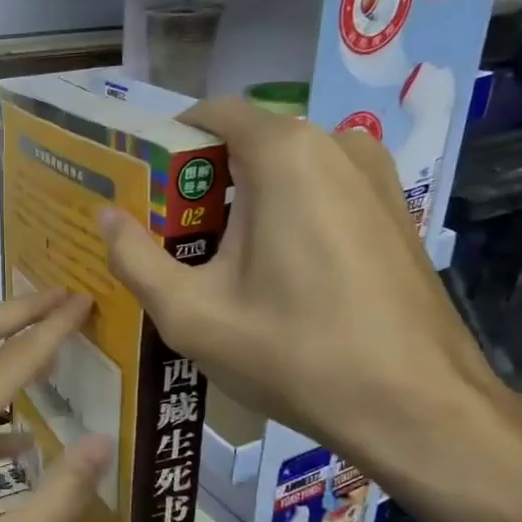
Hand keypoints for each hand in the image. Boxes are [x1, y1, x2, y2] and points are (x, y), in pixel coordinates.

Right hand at [99, 98, 504, 475]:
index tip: (143, 191)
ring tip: (219, 263)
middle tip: (172, 239)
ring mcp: (376, 174)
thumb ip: (134, 257)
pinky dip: (287, 214)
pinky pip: (322, 190)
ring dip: (245, 201)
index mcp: (284, 153)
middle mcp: (337, 144)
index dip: (168, 145)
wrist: (417, 408)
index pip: (210, 113)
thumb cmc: (293, 354)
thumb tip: (105, 216)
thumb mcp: (190, 313)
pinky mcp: (396, 208)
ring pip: (286, 168)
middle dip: (203, 182)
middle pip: (247, 142)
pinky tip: (275, 275)